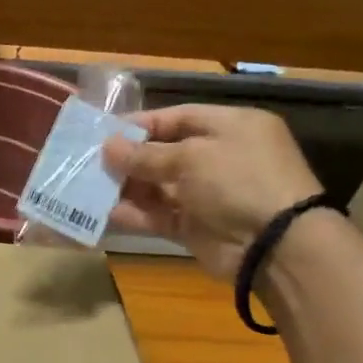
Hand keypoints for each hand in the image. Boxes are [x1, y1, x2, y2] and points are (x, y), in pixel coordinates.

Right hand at [101, 104, 321, 280]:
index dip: (140, 125)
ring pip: (156, 187)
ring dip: (124, 187)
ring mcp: (206, 194)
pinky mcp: (194, 226)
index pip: (177, 118)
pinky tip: (103, 213)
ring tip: (88, 187)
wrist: (274, 244)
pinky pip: (157, 215)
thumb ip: (146, 154)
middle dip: (127, 159)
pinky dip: (132, 214)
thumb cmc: (238, 181)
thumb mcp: (191, 157)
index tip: (103, 133)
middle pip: (163, 153)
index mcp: (230, 127)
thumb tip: (108, 147)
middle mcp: (218, 157)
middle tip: (88, 162)